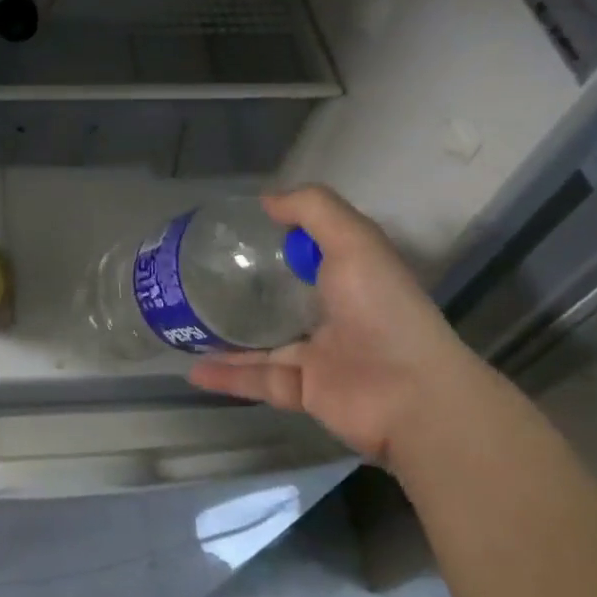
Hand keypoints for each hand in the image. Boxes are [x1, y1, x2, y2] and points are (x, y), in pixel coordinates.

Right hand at [186, 186, 492, 465]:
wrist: (410, 396)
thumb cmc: (381, 310)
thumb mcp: (354, 241)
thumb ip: (313, 210)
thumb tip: (265, 201)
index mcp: (350, 278)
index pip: (312, 254)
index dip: (279, 241)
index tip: (236, 232)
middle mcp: (334, 315)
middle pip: (283, 300)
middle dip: (246, 291)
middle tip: (199, 279)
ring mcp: (318, 356)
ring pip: (263, 344)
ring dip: (226, 337)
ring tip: (186, 324)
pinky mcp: (303, 391)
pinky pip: (257, 380)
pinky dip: (227, 376)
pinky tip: (193, 369)